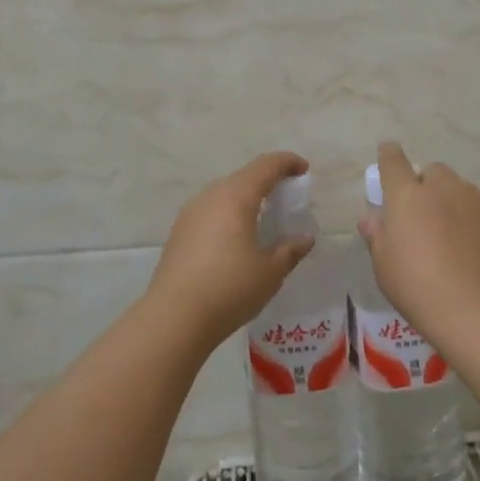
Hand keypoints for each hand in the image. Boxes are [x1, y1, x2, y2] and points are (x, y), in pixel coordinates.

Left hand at [145, 152, 315, 345]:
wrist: (174, 318)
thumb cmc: (230, 288)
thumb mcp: (270, 271)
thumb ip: (290, 250)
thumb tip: (305, 238)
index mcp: (236, 197)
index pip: (266, 166)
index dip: (287, 162)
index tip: (303, 170)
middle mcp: (210, 196)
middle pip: (243, 177)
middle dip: (267, 181)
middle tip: (286, 197)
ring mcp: (190, 214)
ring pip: (224, 193)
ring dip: (246, 198)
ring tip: (262, 219)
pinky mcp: (179, 232)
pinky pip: (210, 211)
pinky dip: (229, 214)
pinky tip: (236, 238)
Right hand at [358, 142, 479, 338]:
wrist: (476, 310)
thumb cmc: (417, 286)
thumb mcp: (384, 265)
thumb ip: (377, 235)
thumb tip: (372, 218)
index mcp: (408, 196)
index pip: (393, 161)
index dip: (389, 155)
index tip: (387, 153)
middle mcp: (444, 189)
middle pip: (433, 172)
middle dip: (427, 185)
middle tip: (423, 214)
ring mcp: (476, 202)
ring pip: (461, 190)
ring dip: (452, 202)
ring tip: (452, 236)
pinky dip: (475, 223)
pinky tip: (474, 251)